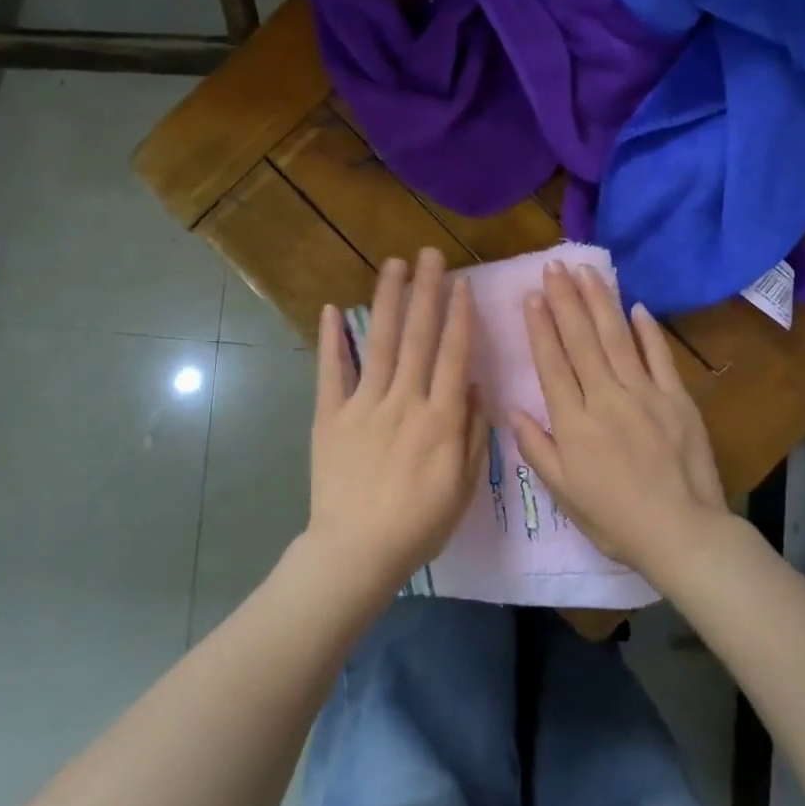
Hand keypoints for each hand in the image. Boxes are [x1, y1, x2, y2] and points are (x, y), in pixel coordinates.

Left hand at [308, 248, 486, 596]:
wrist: (357, 552)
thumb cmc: (418, 524)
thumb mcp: (463, 485)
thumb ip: (472, 432)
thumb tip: (475, 384)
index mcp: (440, 418)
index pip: (453, 355)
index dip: (458, 316)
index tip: (461, 283)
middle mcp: (404, 401)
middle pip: (418, 336)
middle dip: (426, 292)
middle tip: (430, 254)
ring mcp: (363, 405)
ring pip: (380, 342)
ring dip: (388, 300)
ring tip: (394, 265)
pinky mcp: (329, 415)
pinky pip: (331, 372)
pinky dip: (331, 340)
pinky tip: (334, 308)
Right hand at [510, 263, 728, 577]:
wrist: (682, 533)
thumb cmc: (615, 519)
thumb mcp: (563, 493)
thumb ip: (536, 448)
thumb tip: (511, 409)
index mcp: (574, 422)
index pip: (552, 363)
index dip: (540, 327)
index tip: (532, 295)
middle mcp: (605, 397)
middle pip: (581, 340)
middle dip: (565, 300)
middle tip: (554, 266)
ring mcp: (645, 393)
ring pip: (617, 337)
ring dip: (600, 302)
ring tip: (586, 272)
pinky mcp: (677, 398)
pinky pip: (659, 356)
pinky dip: (647, 330)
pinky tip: (636, 306)